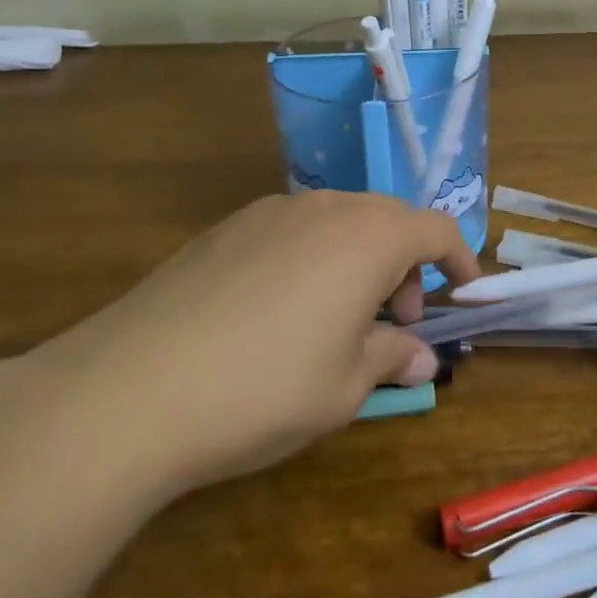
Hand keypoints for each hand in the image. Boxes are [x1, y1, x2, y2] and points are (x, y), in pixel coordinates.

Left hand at [15, 190, 477, 503]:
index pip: (435, 229)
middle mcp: (325, 208)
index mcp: (368, 236)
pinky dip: (314, 259)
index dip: (459, 259)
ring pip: (339, 223)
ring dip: (359, 261)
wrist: (130, 389)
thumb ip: (391, 358)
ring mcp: (270, 212)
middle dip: (406, 266)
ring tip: (339, 319)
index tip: (465, 292)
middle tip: (395, 323)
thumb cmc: (264, 387)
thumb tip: (420, 357)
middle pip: (388, 221)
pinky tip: (281, 312)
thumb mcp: (344, 386)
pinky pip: (293, 231)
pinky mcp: (226, 228)